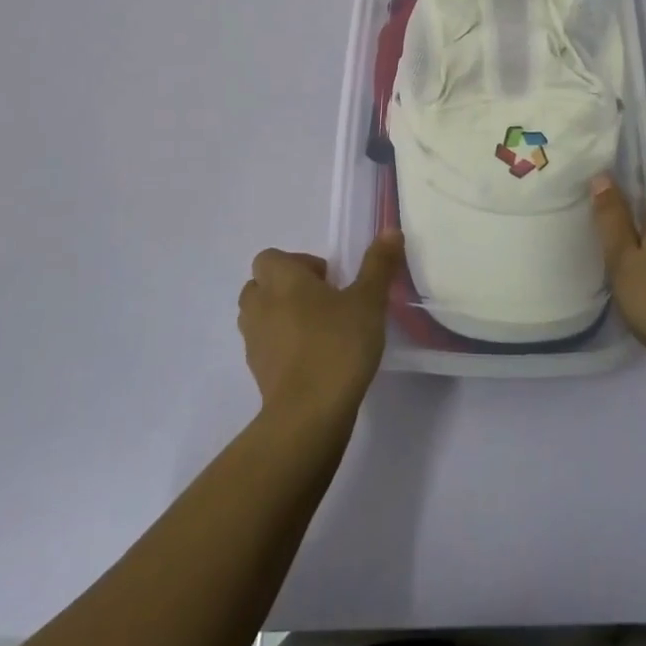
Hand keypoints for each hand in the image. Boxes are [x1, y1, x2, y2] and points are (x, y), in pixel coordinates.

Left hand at [237, 228, 402, 429]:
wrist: (308, 415)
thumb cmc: (338, 345)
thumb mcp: (369, 301)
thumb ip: (378, 265)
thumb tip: (391, 230)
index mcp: (282, 280)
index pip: (270, 258)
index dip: (297, 263)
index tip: (328, 280)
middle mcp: (260, 305)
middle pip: (260, 285)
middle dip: (286, 288)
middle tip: (323, 301)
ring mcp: (254, 342)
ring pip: (259, 317)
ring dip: (280, 316)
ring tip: (317, 330)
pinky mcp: (257, 373)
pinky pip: (265, 347)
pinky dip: (281, 347)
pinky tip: (313, 360)